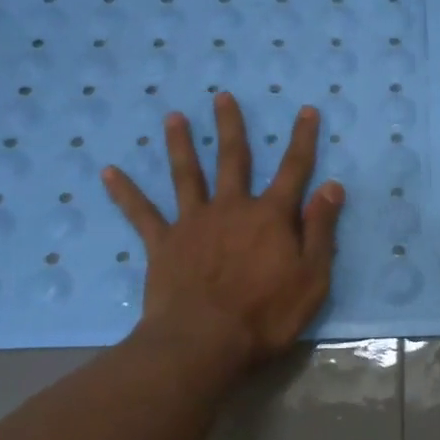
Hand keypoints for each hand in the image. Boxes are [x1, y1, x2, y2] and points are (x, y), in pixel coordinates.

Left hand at [102, 92, 344, 370]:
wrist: (204, 343)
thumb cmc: (266, 315)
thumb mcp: (312, 277)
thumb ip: (321, 230)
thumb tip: (331, 186)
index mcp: (271, 216)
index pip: (294, 169)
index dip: (302, 139)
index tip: (306, 109)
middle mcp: (232, 208)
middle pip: (233, 159)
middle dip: (231, 126)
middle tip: (222, 96)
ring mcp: (193, 223)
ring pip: (186, 175)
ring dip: (180, 144)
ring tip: (173, 117)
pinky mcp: (163, 244)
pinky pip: (141, 213)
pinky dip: (125, 192)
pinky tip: (108, 172)